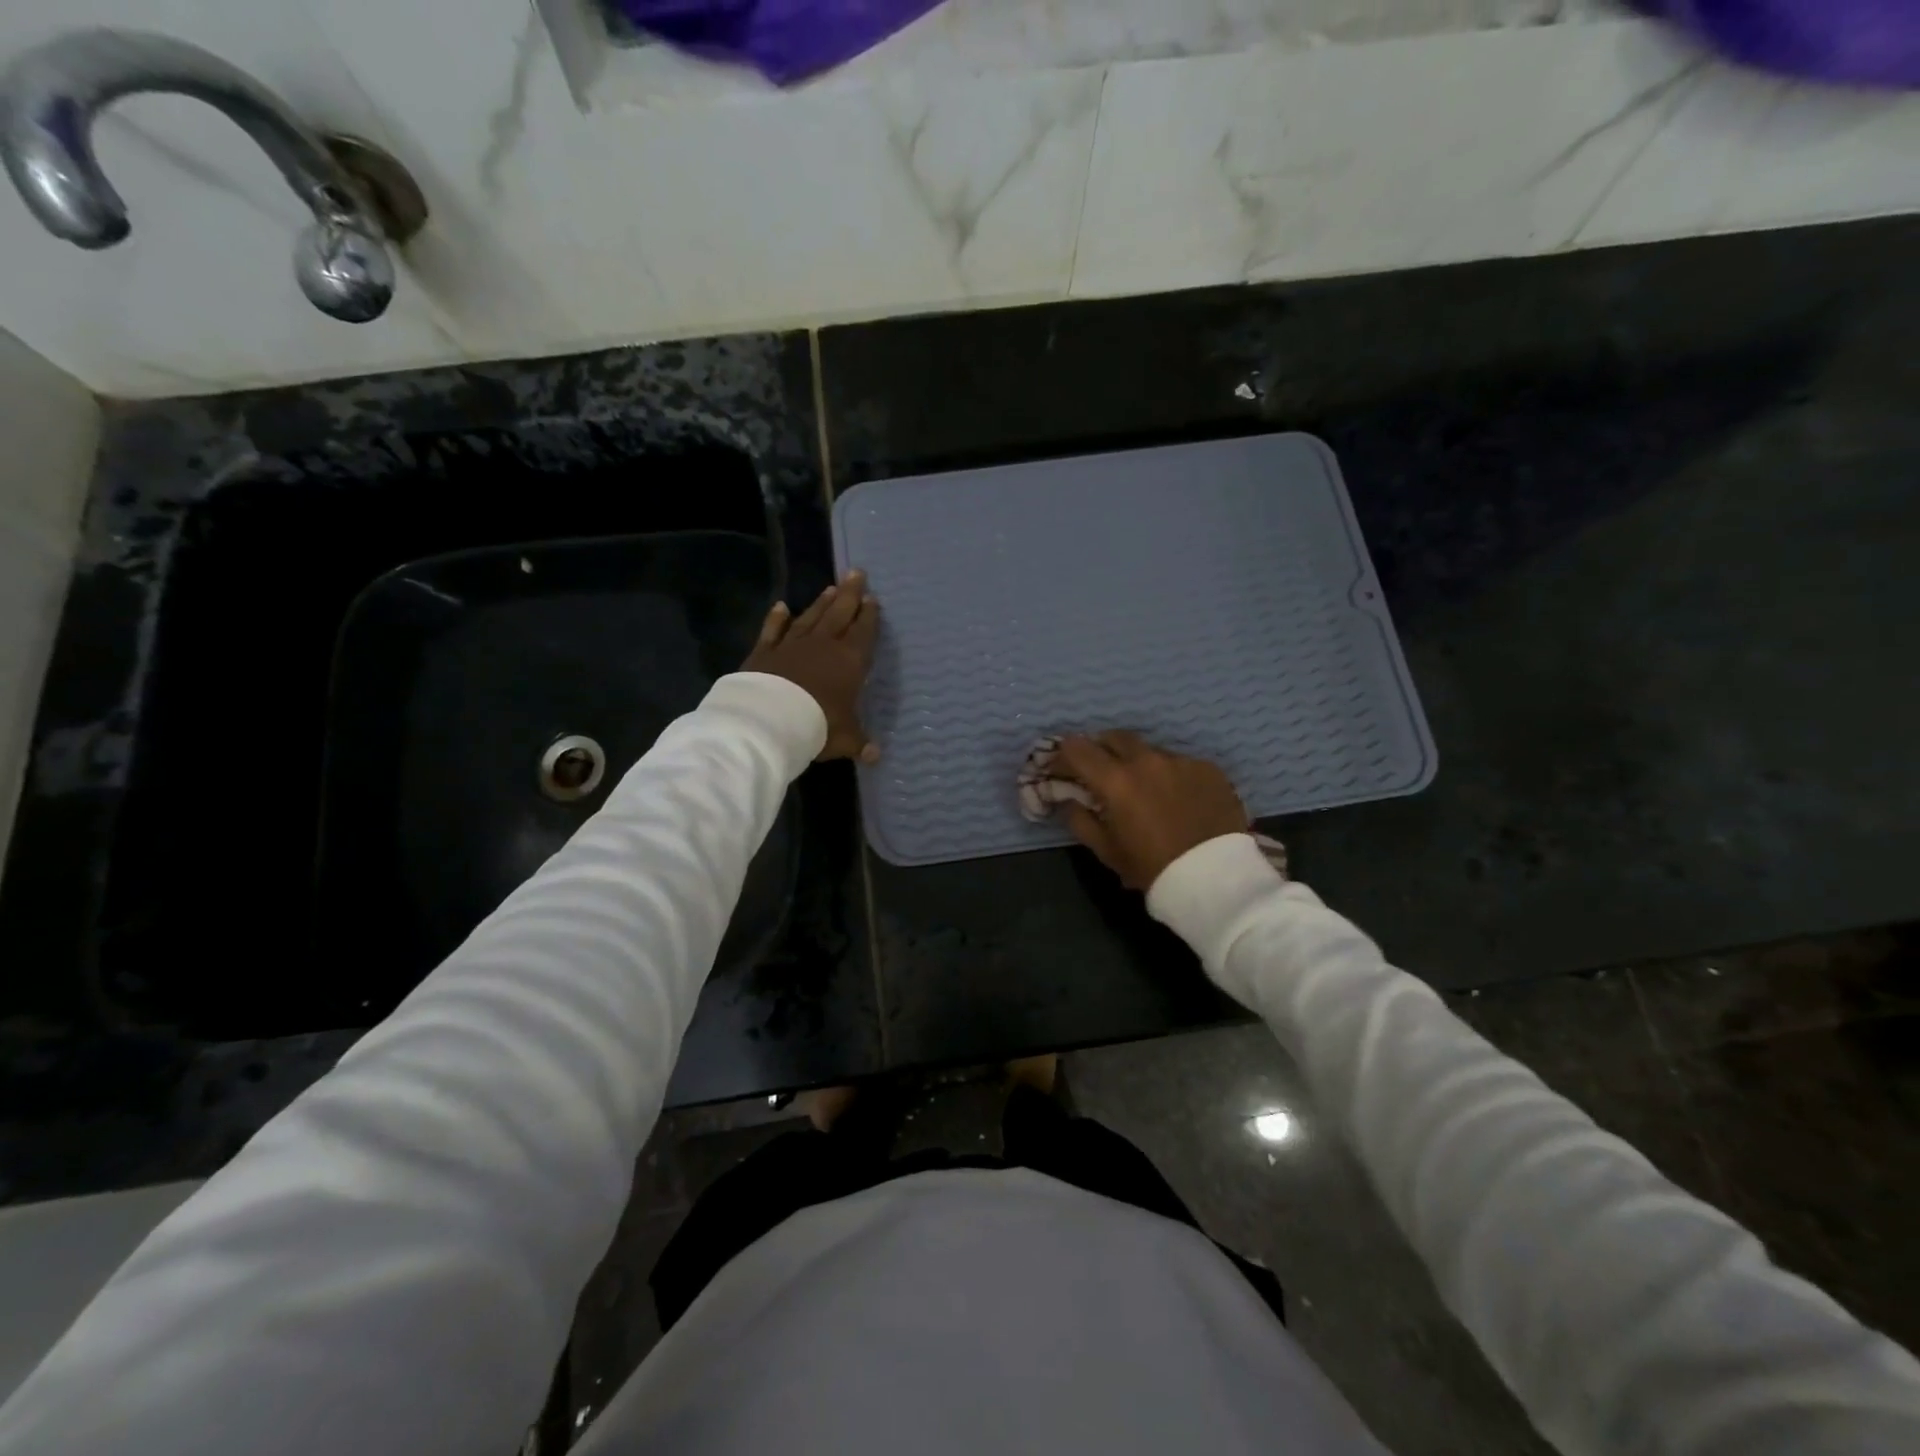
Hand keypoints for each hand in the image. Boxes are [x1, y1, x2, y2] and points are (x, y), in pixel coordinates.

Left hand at [742, 571, 881, 762]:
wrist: (770, 720)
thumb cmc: (817, 726)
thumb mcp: (845, 739)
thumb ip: (859, 743)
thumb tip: (875, 756)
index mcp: (850, 661)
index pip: (864, 632)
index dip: (869, 616)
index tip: (873, 599)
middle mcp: (824, 645)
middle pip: (840, 613)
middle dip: (850, 594)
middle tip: (856, 572)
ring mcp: (792, 645)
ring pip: (811, 617)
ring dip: (821, 602)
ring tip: (831, 587)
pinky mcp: (765, 651)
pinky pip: (773, 630)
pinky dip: (776, 618)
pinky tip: (780, 606)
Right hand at [1052, 732, 1247, 890]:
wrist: (1216, 879)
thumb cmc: (1153, 869)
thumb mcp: (1107, 851)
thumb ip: (1080, 820)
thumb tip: (1069, 801)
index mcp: (1115, 780)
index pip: (1077, 748)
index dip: (1064, 754)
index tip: (1061, 766)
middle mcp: (1147, 760)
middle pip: (1114, 738)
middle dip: (1101, 749)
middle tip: (1099, 769)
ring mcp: (1181, 760)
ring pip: (1149, 750)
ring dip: (1138, 762)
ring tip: (1143, 786)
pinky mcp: (1209, 768)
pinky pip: (1180, 762)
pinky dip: (1169, 774)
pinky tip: (1177, 797)